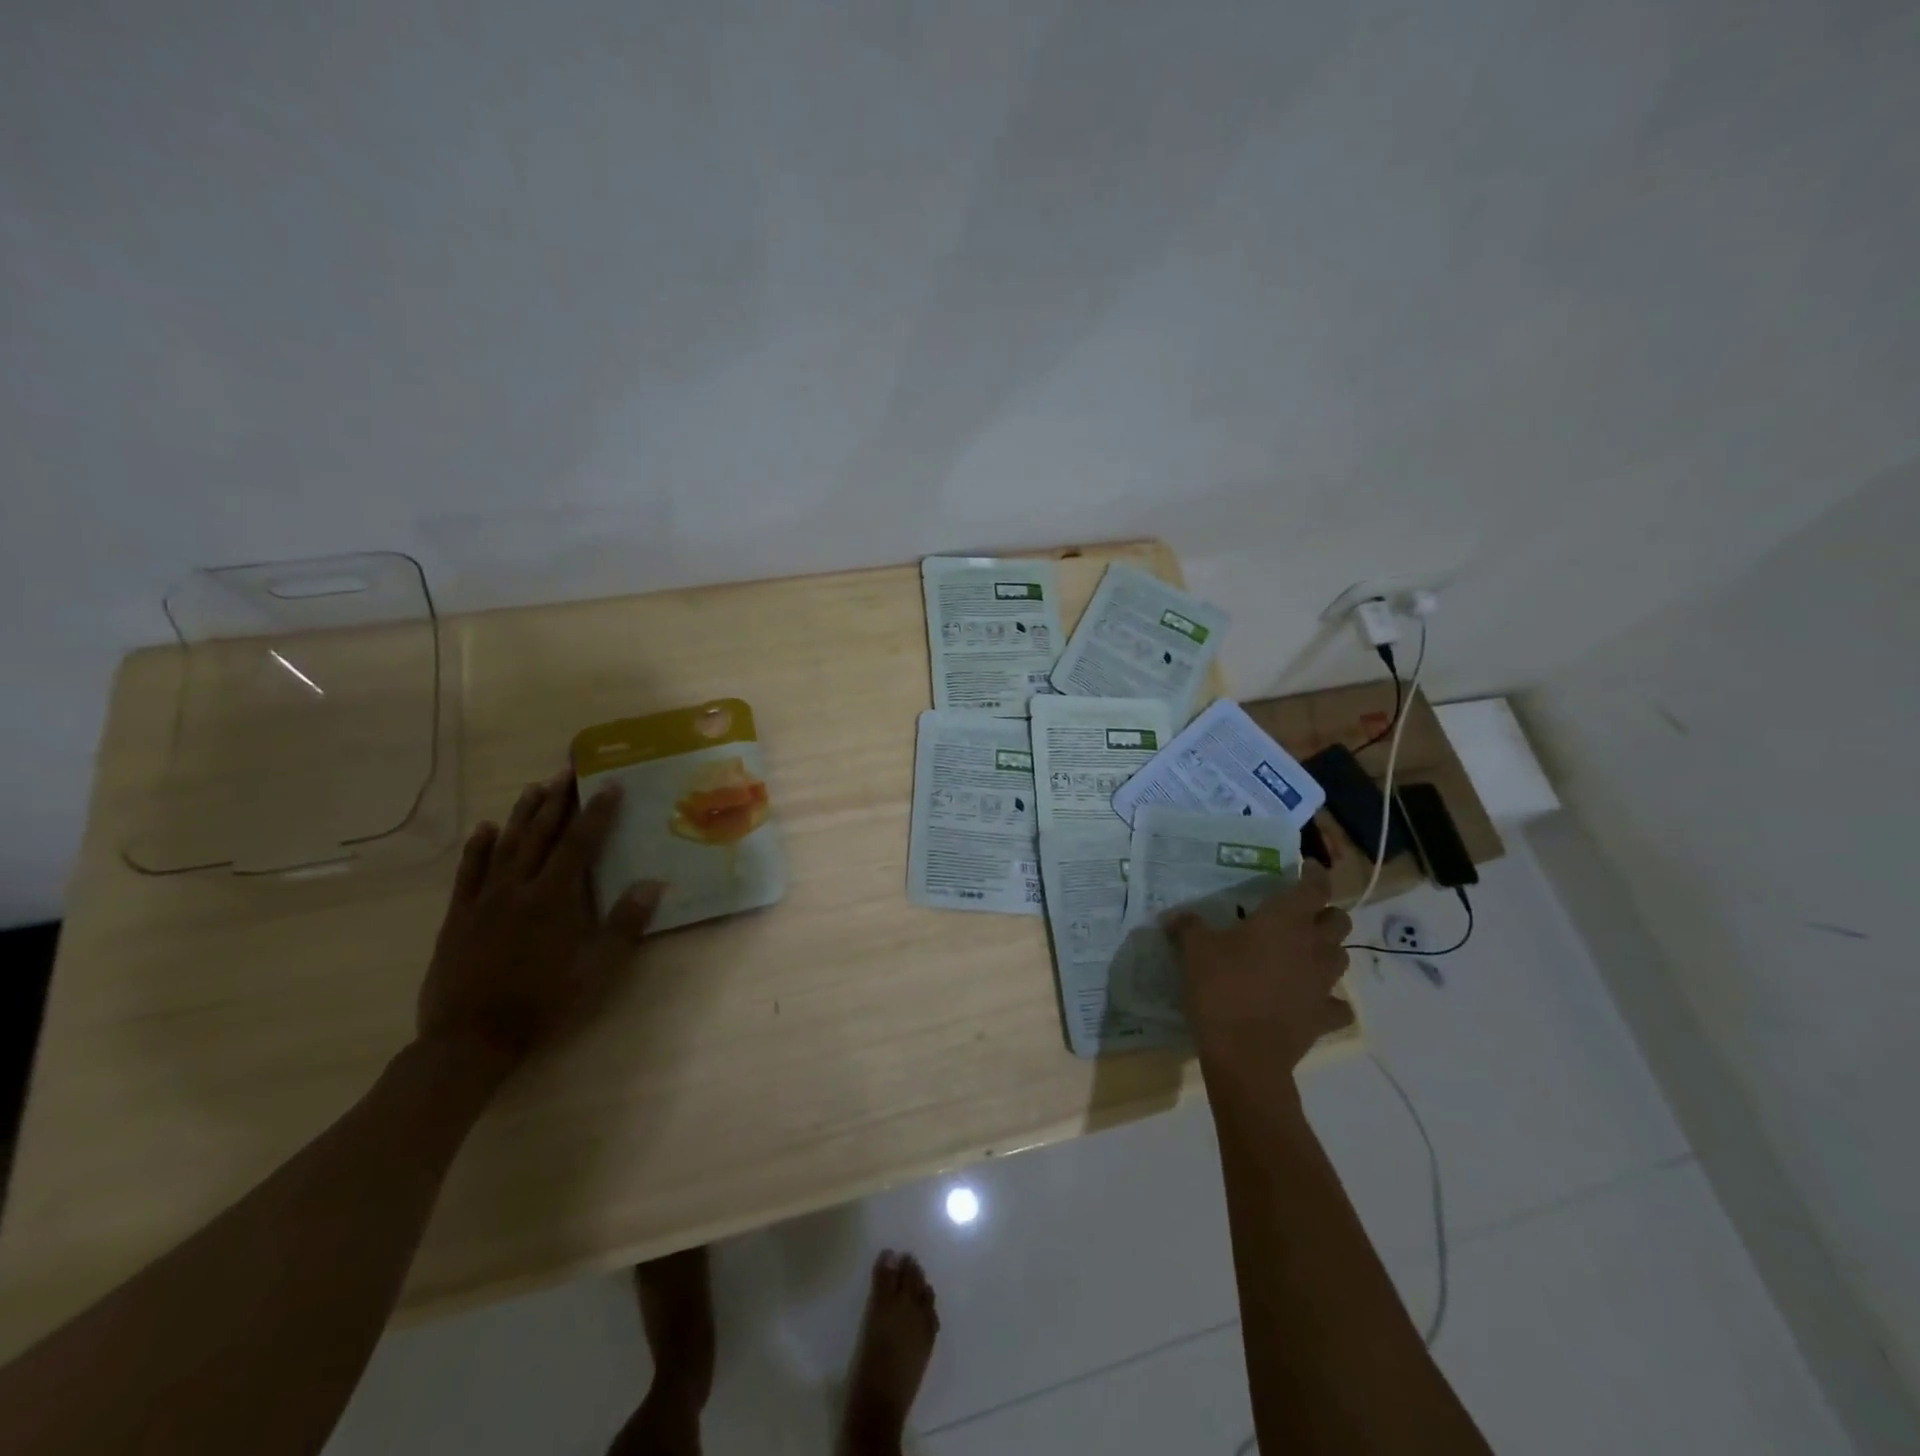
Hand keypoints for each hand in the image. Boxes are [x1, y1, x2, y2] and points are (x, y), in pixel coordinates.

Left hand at [418, 768, 663, 1071]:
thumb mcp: (595, 971)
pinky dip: (478, 847)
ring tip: (535, 787)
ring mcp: (484, 900)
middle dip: (558, 800)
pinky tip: (486, 829)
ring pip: (505, 845)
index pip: (580, 843)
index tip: (610, 785)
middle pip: (541, 834)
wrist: (470, 1040)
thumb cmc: (542, 1004)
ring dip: (523, 814)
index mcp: (554, 899)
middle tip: (569, 770)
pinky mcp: (458, 916)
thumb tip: (653, 885)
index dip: (597, 812)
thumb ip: (624, 925)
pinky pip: (468, 872)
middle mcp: (518, 888)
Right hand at [1164, 861, 1351, 1092]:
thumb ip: (1188, 927)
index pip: (1315, 887)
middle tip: (1302, 915)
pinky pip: (1337, 1004)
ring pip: (1342, 958)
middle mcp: (1312, 946)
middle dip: (1326, 913)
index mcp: (1285, 921)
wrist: (1245, 1055)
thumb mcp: (1194, 951)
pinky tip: (1310, 999)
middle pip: (1339, 920)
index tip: (1307, 868)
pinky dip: (1328, 999)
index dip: (1315, 874)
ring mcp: (1323, 984)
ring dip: (1328, 951)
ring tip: (1304, 953)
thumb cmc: (1221, 989)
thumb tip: (1174, 916)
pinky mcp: (1323, 1017)